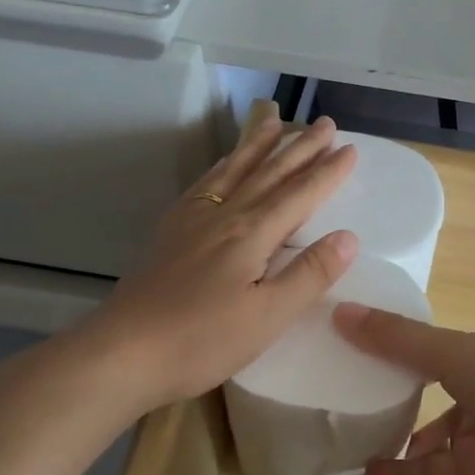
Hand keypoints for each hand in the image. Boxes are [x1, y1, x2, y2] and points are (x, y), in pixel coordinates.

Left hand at [86, 116, 358, 409]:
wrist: (123, 352)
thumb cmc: (202, 340)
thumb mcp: (268, 317)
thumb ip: (309, 275)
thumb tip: (348, 238)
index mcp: (251, 234)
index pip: (299, 195)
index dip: (327, 172)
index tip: (351, 149)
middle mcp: (224, 216)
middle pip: (268, 173)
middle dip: (300, 148)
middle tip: (325, 124)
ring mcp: (192, 221)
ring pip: (233, 171)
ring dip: (258, 146)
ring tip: (274, 123)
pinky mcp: (170, 233)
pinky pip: (203, 185)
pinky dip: (221, 167)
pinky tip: (222, 166)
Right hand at [333, 304, 474, 474]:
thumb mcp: (453, 351)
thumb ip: (397, 339)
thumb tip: (339, 310)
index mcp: (471, 353)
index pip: (421, 349)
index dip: (386, 347)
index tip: (341, 346)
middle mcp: (471, 390)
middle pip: (420, 393)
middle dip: (385, 397)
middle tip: (335, 399)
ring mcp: (471, 435)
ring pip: (421, 438)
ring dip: (388, 441)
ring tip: (341, 442)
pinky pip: (424, 474)